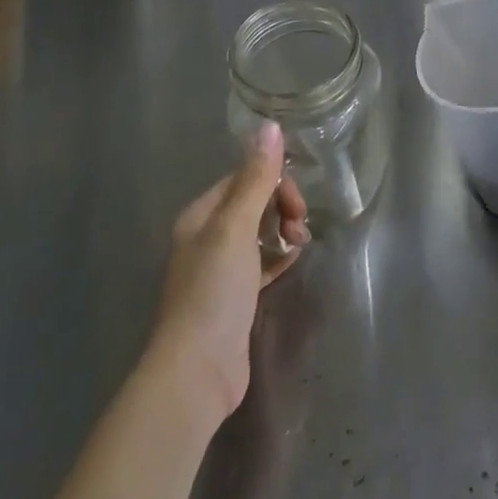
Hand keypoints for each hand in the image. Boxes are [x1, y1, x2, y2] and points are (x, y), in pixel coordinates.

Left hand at [146, 122, 308, 418]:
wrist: (197, 373)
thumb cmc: (213, 292)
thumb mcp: (236, 228)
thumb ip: (255, 178)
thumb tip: (270, 125)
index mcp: (201, 216)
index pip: (244, 179)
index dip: (275, 184)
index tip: (297, 205)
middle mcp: (207, 237)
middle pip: (253, 204)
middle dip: (282, 207)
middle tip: (300, 228)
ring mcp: (219, 270)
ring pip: (259, 233)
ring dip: (283, 230)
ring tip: (298, 246)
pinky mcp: (235, 298)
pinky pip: (262, 262)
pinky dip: (278, 257)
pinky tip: (292, 262)